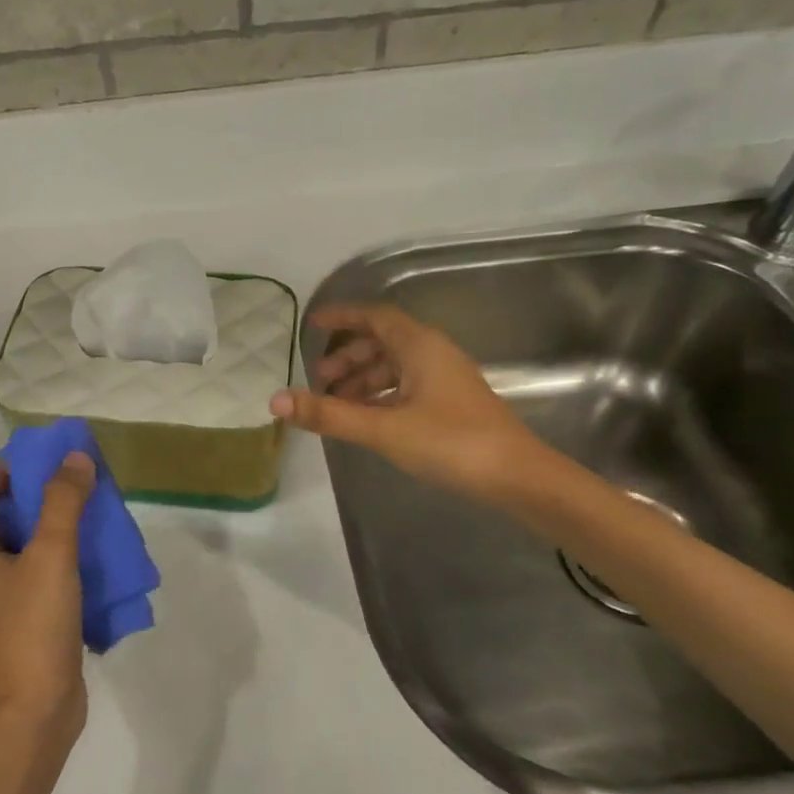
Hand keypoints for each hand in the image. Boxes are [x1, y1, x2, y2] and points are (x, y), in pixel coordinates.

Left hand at [0, 452, 95, 743]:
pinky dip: (65, 554)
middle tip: (75, 484)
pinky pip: (42, 569)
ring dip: (55, 523)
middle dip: (36, 492)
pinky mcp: (28, 614)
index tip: (40, 467)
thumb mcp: (50, 555)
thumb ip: (63, 502)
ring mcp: (4, 594)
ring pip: (25, 542)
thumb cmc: (32, 626)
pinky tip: (97, 556)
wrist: (36, 709)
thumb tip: (75, 458)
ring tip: (92, 514)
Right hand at [270, 303, 552, 502]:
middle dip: (347, 356)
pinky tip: (366, 419)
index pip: (374, 316)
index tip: (312, 324)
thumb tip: (275, 400)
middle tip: (318, 378)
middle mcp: (433, 354)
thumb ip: (329, 414)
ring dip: (363, 379)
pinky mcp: (451, 404)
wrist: (517, 477)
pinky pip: (406, 387)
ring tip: (335, 403)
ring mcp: (445, 380)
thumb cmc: (450, 442)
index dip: (342, 317)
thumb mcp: (383, 428)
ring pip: (395, 367)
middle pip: (383, 342)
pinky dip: (381, 396)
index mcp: (419, 346)